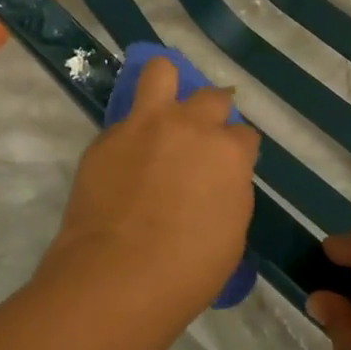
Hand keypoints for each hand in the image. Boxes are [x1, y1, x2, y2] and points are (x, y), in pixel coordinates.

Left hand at [41, 56, 259, 310]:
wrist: (118, 277)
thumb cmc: (188, 270)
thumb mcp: (231, 233)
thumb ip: (229, 191)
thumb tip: (217, 180)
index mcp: (229, 152)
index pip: (244, 135)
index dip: (237, 152)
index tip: (228, 169)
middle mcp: (190, 126)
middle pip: (212, 97)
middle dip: (213, 113)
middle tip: (200, 140)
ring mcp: (144, 126)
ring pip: (161, 72)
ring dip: (168, 86)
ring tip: (163, 111)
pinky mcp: (106, 138)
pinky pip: (124, 122)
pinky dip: (130, 135)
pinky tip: (124, 163)